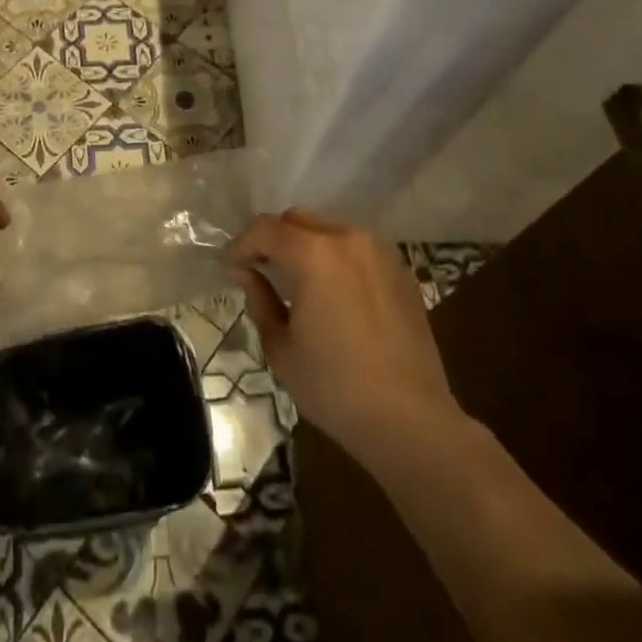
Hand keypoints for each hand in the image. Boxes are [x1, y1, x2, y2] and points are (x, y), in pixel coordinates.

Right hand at [229, 209, 462, 468]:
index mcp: (313, 254)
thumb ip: (259, 299)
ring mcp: (378, 251)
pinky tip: (333, 292)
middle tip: (261, 269)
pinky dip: (336, 258)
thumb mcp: (281, 348)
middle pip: (296, 220)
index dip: (241, 245)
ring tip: (297, 280)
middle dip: (273, 239)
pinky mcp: (400, 269)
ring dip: (305, 245)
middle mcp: (346, 238)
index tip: (230, 266)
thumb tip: (247, 273)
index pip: (264, 229)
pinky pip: (356, 249)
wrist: (411, 421)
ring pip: (328, 229)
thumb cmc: (335, 388)